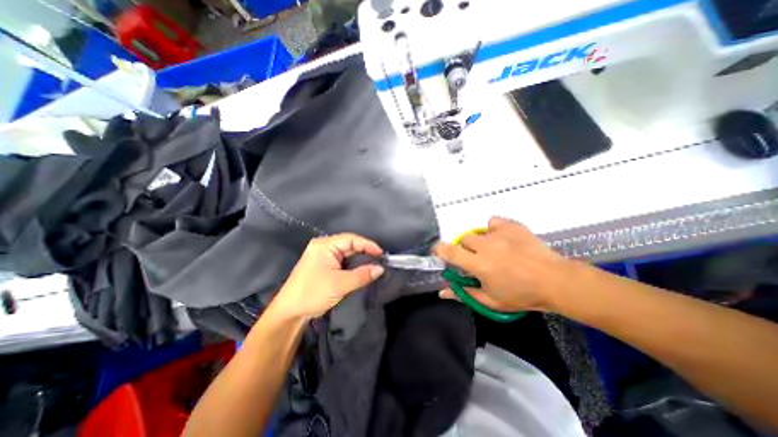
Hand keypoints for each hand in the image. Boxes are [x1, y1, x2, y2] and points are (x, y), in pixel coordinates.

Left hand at [272, 232, 385, 320]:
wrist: (289, 312)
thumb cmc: (312, 293)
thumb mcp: (340, 284)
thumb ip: (362, 275)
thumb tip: (380, 269)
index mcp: (324, 245)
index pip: (351, 239)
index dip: (368, 244)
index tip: (381, 253)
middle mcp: (323, 246)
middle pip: (349, 244)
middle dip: (365, 251)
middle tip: (379, 259)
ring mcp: (323, 256)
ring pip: (346, 253)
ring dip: (359, 258)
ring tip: (374, 264)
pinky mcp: (323, 265)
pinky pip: (342, 261)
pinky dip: (353, 265)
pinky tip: (361, 269)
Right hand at [434, 216, 578, 311]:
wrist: (555, 281)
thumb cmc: (522, 295)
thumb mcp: (491, 301)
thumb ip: (464, 294)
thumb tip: (442, 291)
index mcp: (479, 265)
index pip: (450, 252)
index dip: (439, 249)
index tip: (438, 251)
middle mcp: (485, 246)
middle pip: (463, 240)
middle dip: (466, 250)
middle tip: (478, 259)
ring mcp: (499, 233)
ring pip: (477, 233)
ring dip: (480, 242)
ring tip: (494, 251)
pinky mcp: (512, 225)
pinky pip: (493, 222)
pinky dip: (493, 229)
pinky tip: (503, 239)